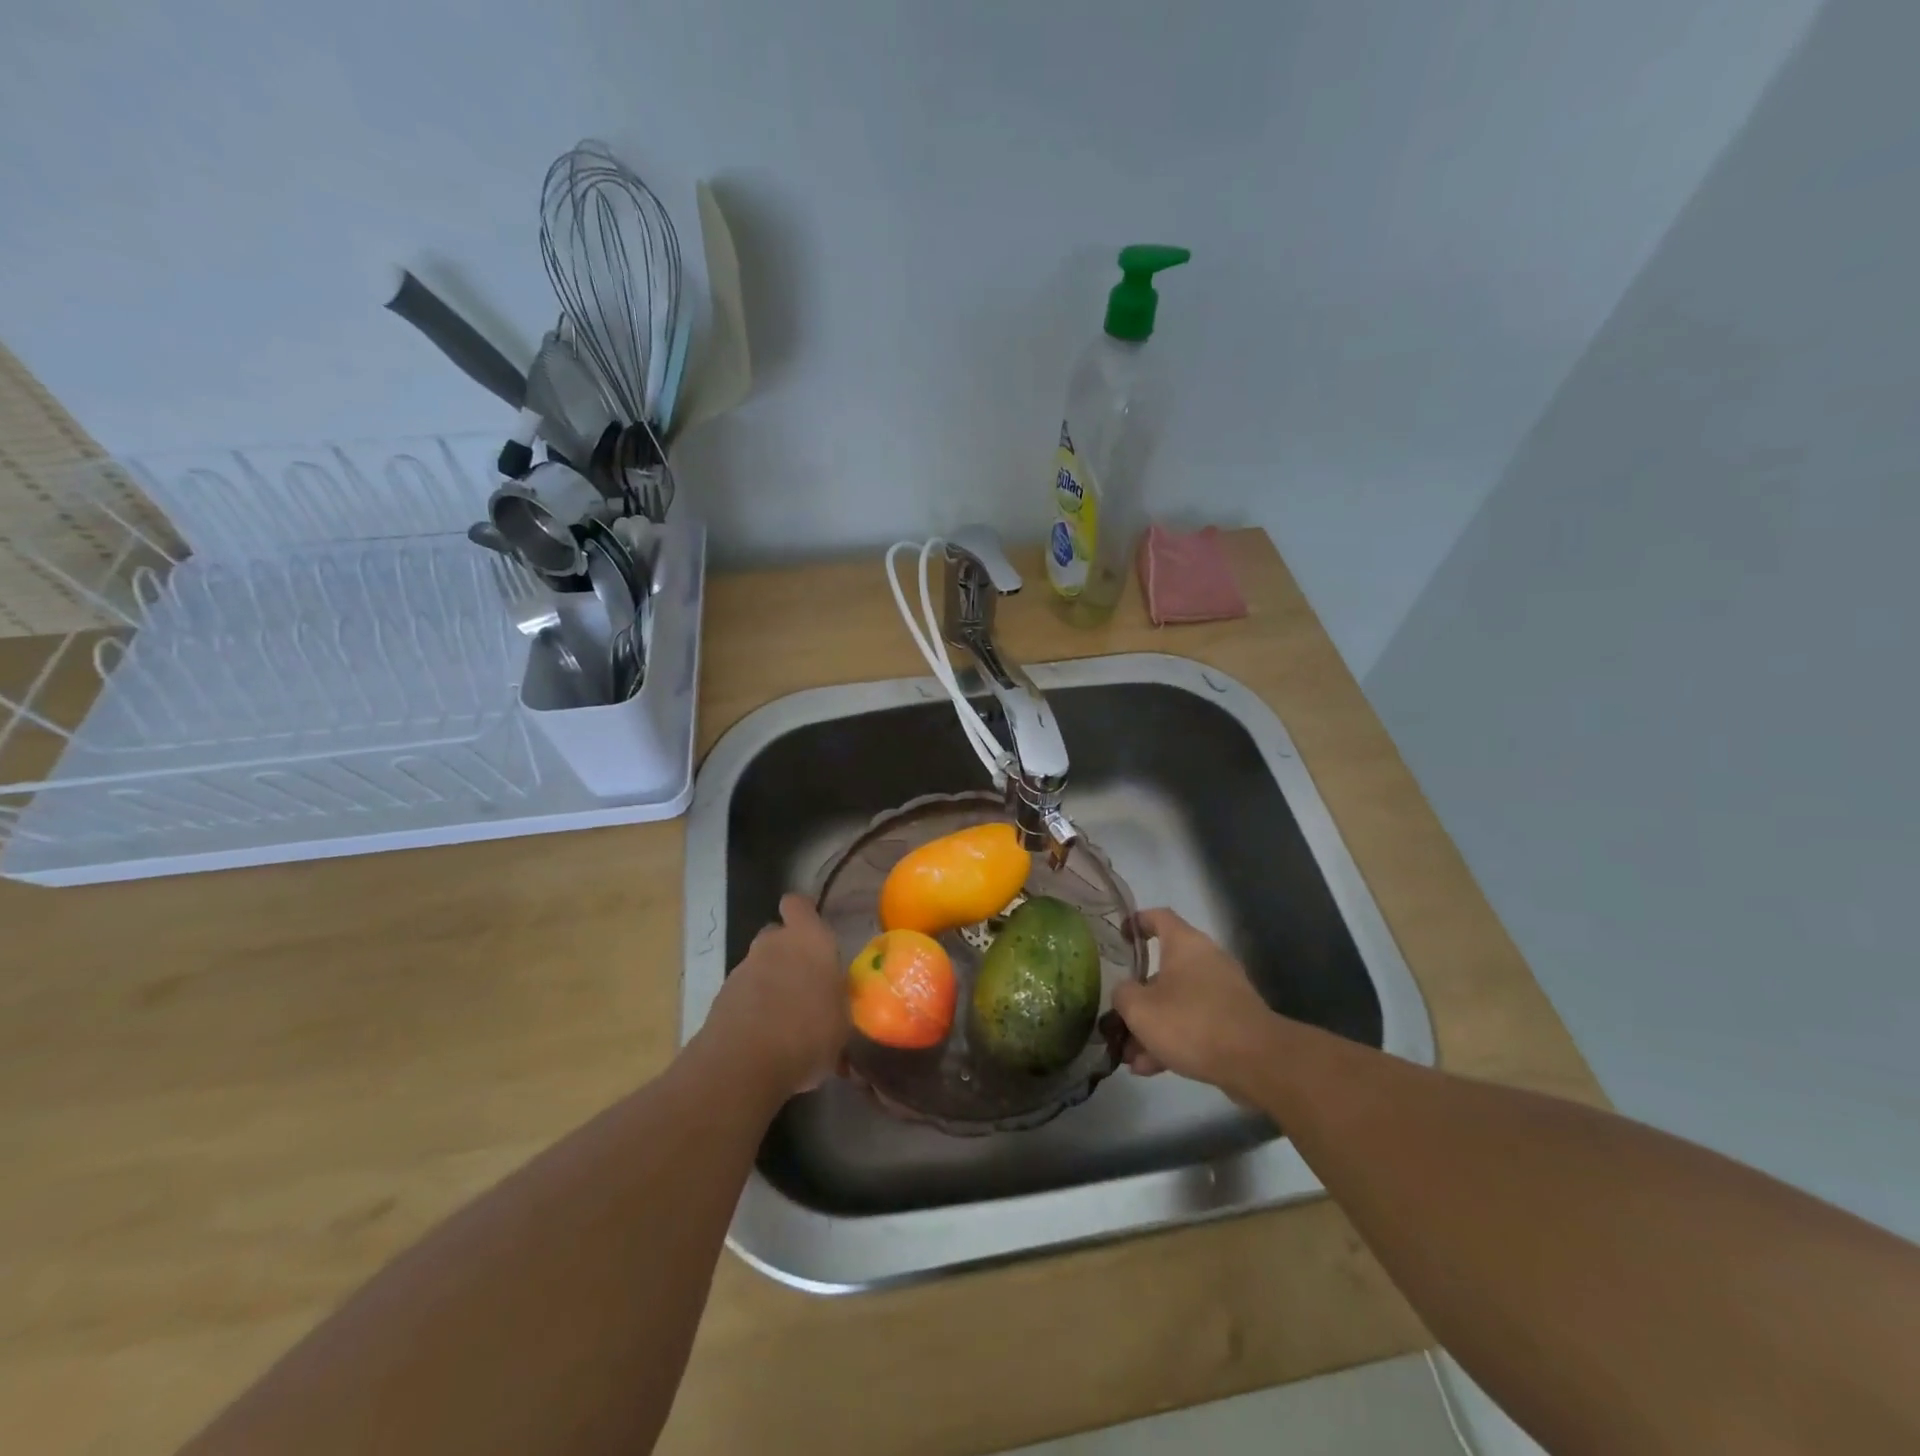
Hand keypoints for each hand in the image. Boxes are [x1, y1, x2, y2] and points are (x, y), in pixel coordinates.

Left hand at [704, 894, 848, 1098]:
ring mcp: (743, 969)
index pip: (798, 905)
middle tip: (803, 982)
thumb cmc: (808, 1033)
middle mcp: (773, 944)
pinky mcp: (721, 997)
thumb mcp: (841, 1022)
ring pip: (759, 965)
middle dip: (787, 952)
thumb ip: (836, 1002)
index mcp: (809, 939)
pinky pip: (744, 994)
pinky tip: (766, 1037)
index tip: (812, 930)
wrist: (743, 1064)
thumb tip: (833, 1005)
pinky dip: (753, 1007)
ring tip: (786, 1019)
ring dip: (769, 983)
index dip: (803, 914)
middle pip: (776, 935)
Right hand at [1113, 908, 1275, 1094]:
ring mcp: (1222, 992)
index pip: (1158, 917)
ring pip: (1176, 1002)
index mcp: (1184, 944)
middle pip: (1163, 969)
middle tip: (1117, 1018)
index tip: (1119, 937)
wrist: (1257, 1062)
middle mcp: (1206, 960)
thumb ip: (1123, 995)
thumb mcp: (1140, 1009)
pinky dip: (1173, 1040)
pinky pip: (1194, 1024)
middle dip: (1138, 998)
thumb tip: (1125, 993)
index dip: (1136, 922)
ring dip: (1152, 1026)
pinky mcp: (1233, 1021)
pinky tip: (1151, 1069)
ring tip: (1129, 1057)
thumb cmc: (1191, 1022)